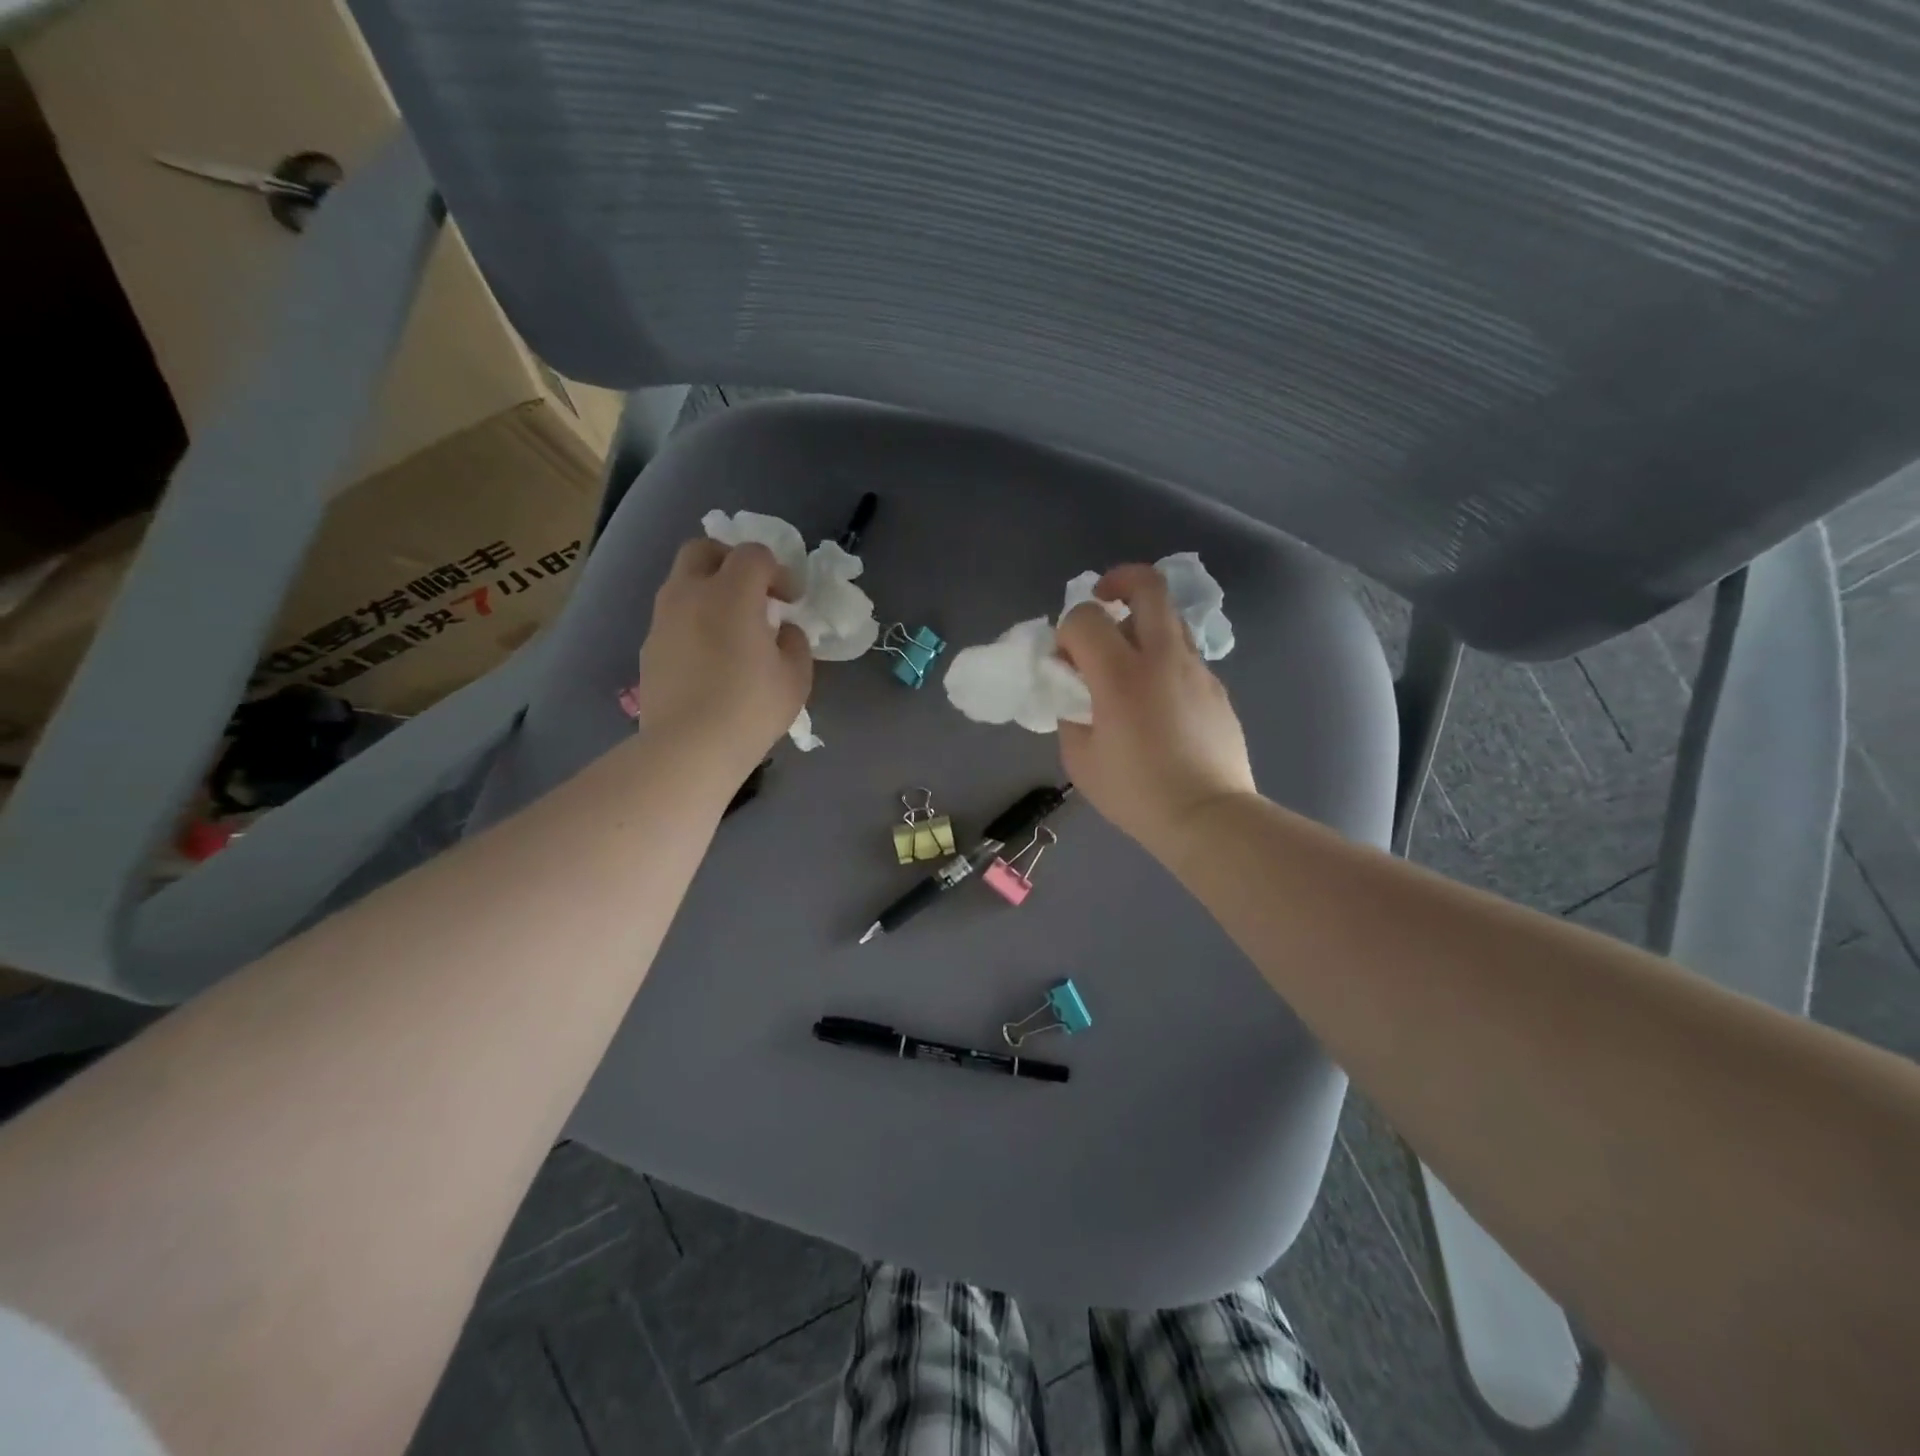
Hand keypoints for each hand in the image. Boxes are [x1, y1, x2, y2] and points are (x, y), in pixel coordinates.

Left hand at [634, 539, 812, 772]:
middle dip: (731, 561)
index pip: (754, 554)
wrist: (688, 748)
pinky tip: (710, 656)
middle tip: (753, 592)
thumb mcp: (795, 677)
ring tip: (732, 627)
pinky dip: (693, 620)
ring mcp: (663, 620)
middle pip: (704, 549)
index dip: (778, 571)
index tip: (791, 601)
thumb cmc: (751, 709)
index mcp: (731, 594)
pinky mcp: (649, 647)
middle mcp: (690, 594)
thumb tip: (784, 631)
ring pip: (683, 582)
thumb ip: (795, 643)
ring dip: (709, 590)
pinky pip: (673, 616)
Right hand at [1055, 564, 1256, 859]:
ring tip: (1128, 660)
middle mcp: (1162, 657)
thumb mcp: (1080, 758)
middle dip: (1119, 580)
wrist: (1208, 817)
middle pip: (1147, 584)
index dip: (1066, 630)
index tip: (1065, 661)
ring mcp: (1196, 669)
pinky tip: (1156, 701)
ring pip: (1170, 617)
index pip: (1084, 617)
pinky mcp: (1216, 687)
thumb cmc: (1136, 793)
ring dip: (1142, 622)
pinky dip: (1163, 659)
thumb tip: (1077, 692)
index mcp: (1120, 674)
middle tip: (1103, 602)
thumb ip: (1070, 713)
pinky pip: (1184, 655)